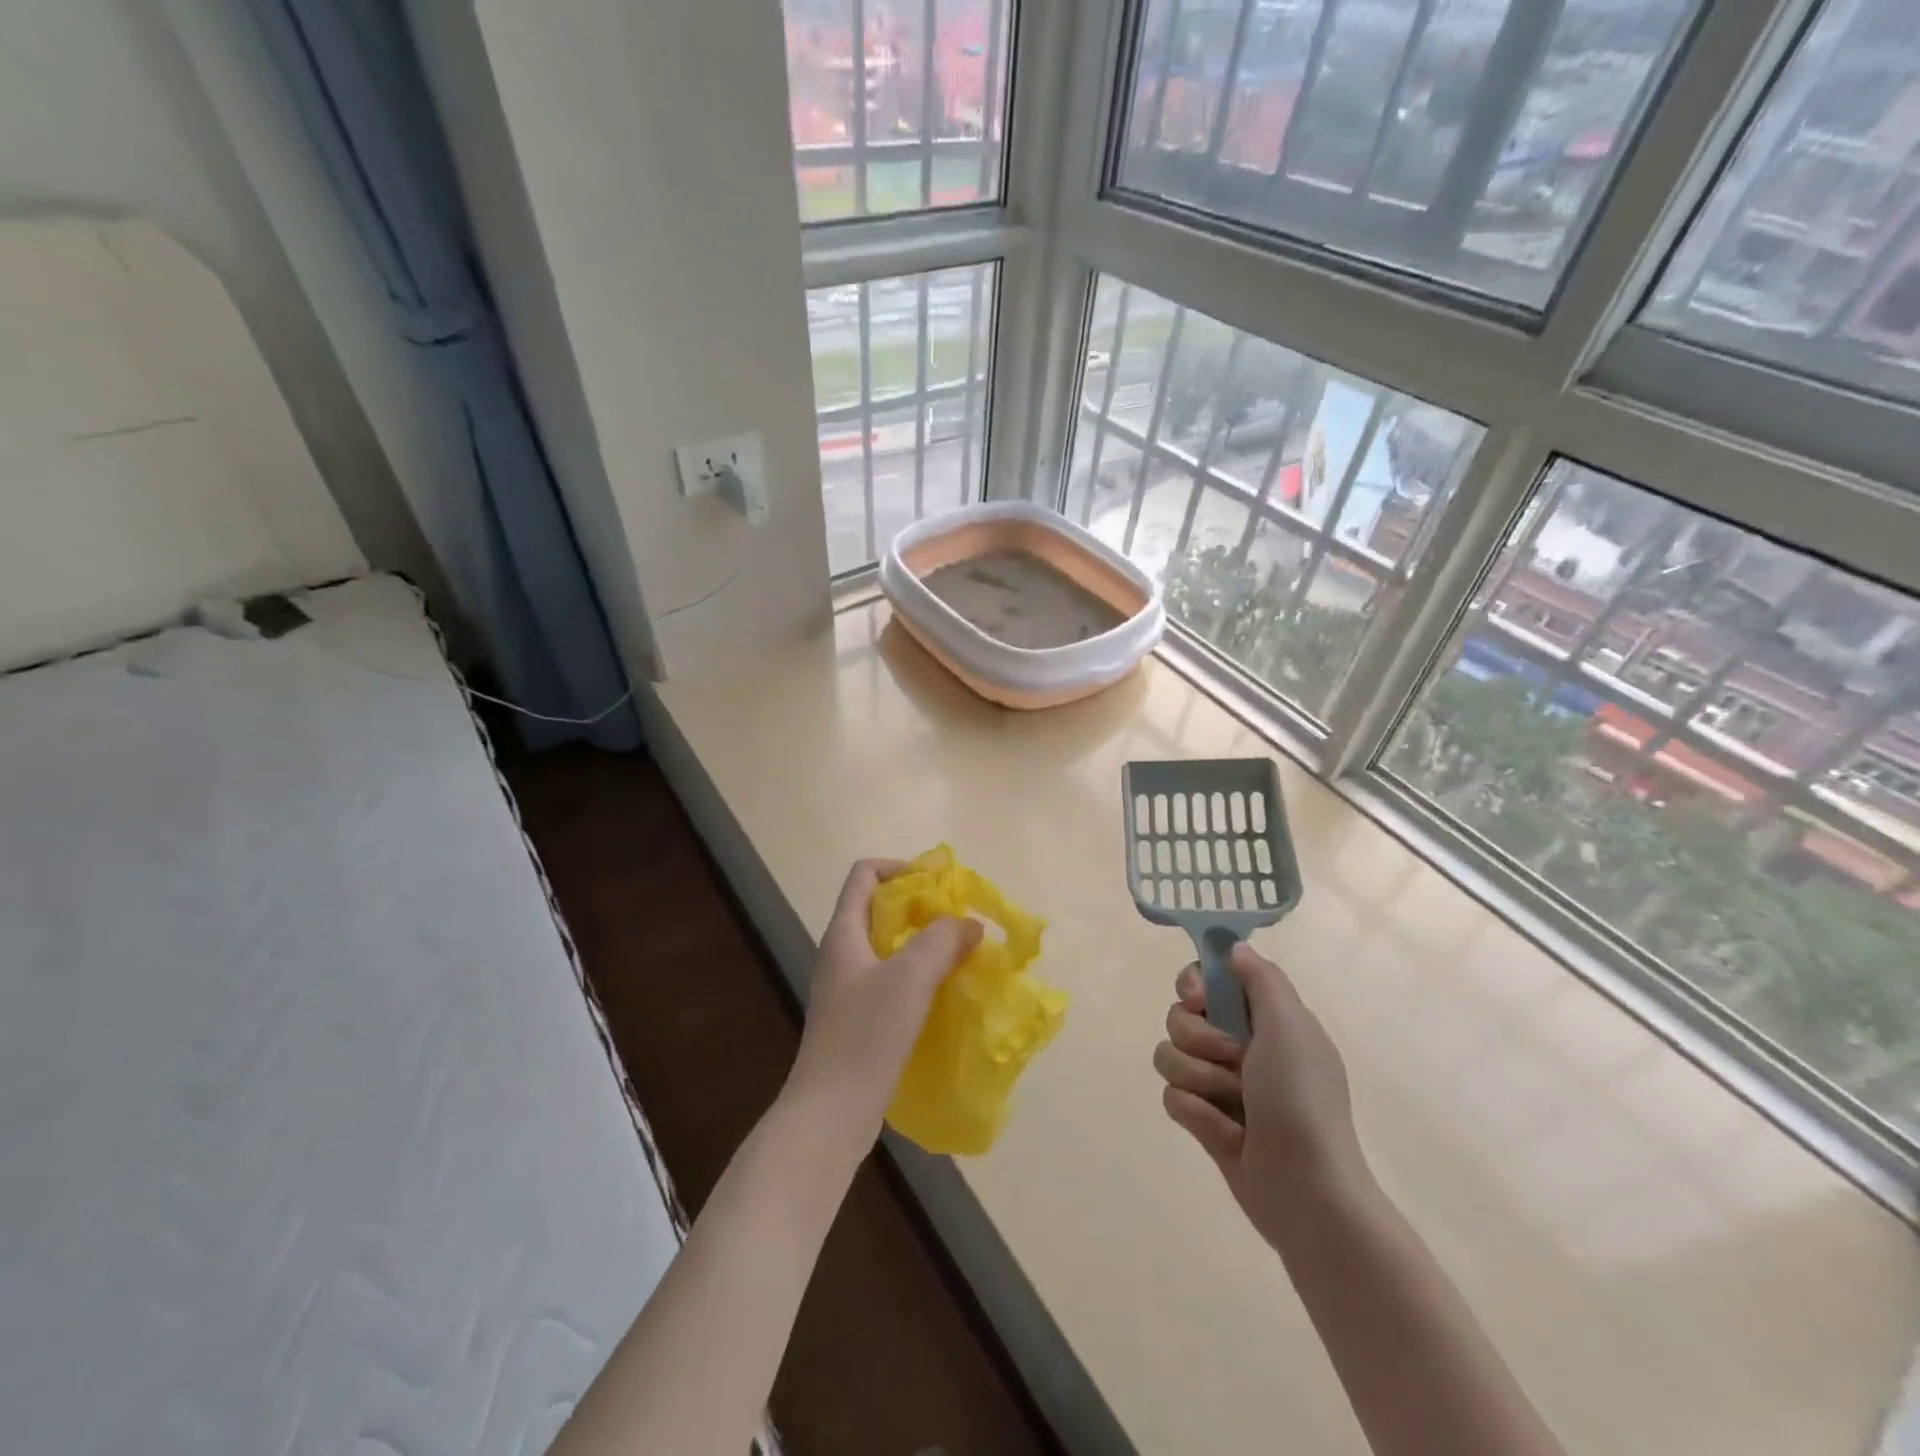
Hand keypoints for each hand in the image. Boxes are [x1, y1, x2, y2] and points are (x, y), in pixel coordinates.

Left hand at [784, 859, 982, 1141]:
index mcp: (844, 933)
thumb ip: (941, 941)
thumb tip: (969, 925)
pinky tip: (946, 995)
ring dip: (925, 946)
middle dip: (922, 909)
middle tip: (961, 923)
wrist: (829, 1115)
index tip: (939, 885)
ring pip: (890, 949)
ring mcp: (848, 990)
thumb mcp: (909, 978)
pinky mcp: (859, 1021)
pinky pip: (893, 982)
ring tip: (962, 957)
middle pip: (881, 909)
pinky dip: (920, 978)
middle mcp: (842, 954)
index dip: (901, 868)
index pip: (865, 874)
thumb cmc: (865, 1036)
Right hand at [1153, 943, 1368, 1246]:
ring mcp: (1219, 1083)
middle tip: (1234, 1061)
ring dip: (1198, 1079)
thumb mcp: (1290, 1026)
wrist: (1306, 1190)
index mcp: (1263, 1018)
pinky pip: (1172, 1096)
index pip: (1207, 978)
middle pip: (1179, 1015)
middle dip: (1198, 1039)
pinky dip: (1196, 1113)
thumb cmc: (1300, 1100)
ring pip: (1169, 1054)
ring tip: (1232, 1106)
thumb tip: (1234, 947)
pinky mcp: (1203, 1119)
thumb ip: (1261, 979)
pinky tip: (1224, 1134)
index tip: (1197, 999)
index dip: (1193, 983)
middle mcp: (1238, 1044)